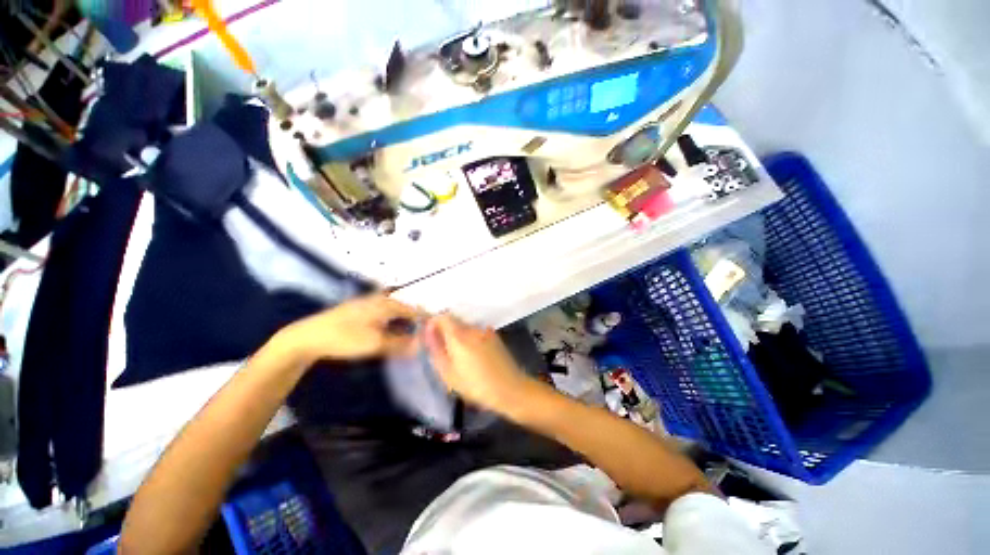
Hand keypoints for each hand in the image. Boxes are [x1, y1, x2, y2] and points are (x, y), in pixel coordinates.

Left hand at [279, 295, 422, 362]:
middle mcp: (381, 299)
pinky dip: (389, 325)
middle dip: (413, 325)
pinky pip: (382, 316)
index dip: (424, 323)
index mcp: (388, 304)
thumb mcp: (376, 343)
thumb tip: (421, 346)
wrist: (308, 336)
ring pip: (393, 314)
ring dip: (401, 325)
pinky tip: (386, 335)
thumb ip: (401, 344)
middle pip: (404, 311)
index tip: (431, 336)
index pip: (414, 312)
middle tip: (419, 340)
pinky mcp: (358, 310)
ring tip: (405, 340)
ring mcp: (368, 303)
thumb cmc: (346, 338)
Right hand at [423, 314, 537, 411]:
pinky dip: (469, 338)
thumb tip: (427, 330)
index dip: (433, 323)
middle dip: (445, 330)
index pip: (442, 317)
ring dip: (457, 335)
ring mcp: (485, 331)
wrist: (510, 388)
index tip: (430, 336)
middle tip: (442, 349)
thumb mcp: (448, 373)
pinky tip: (472, 356)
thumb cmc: (475, 385)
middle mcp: (472, 328)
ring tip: (458, 356)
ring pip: (465, 326)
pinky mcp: (494, 336)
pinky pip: (476, 332)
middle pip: (454, 320)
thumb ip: (436, 349)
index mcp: (459, 336)